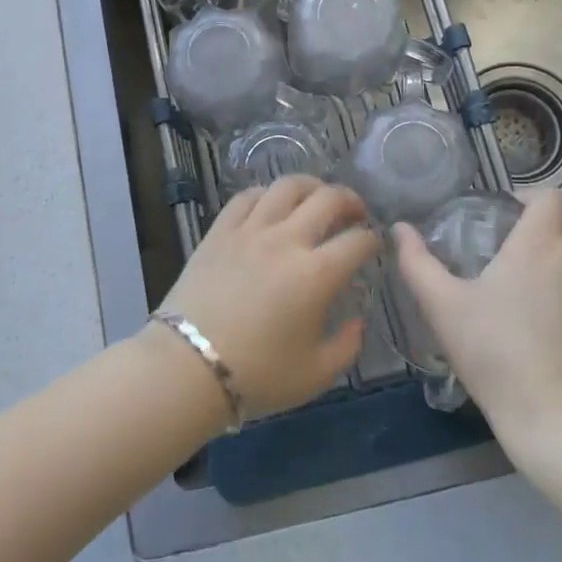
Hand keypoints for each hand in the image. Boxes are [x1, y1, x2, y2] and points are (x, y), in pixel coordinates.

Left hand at [161, 176, 379, 418]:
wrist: (187, 368)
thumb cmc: (257, 375)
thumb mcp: (316, 375)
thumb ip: (347, 346)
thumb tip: (357, 320)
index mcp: (318, 274)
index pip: (358, 240)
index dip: (373, 240)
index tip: (373, 247)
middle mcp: (287, 240)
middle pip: (328, 199)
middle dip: (351, 201)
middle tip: (355, 214)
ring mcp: (250, 230)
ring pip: (287, 186)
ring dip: (311, 186)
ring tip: (316, 198)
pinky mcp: (220, 231)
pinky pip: (247, 197)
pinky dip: (266, 194)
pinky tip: (272, 205)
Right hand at [392, 188, 561, 453]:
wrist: (559, 415)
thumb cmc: (495, 353)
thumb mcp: (443, 307)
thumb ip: (417, 262)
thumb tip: (399, 228)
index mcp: (538, 242)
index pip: (549, 195)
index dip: (532, 198)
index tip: (512, 214)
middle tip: (536, 244)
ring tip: (553, 298)